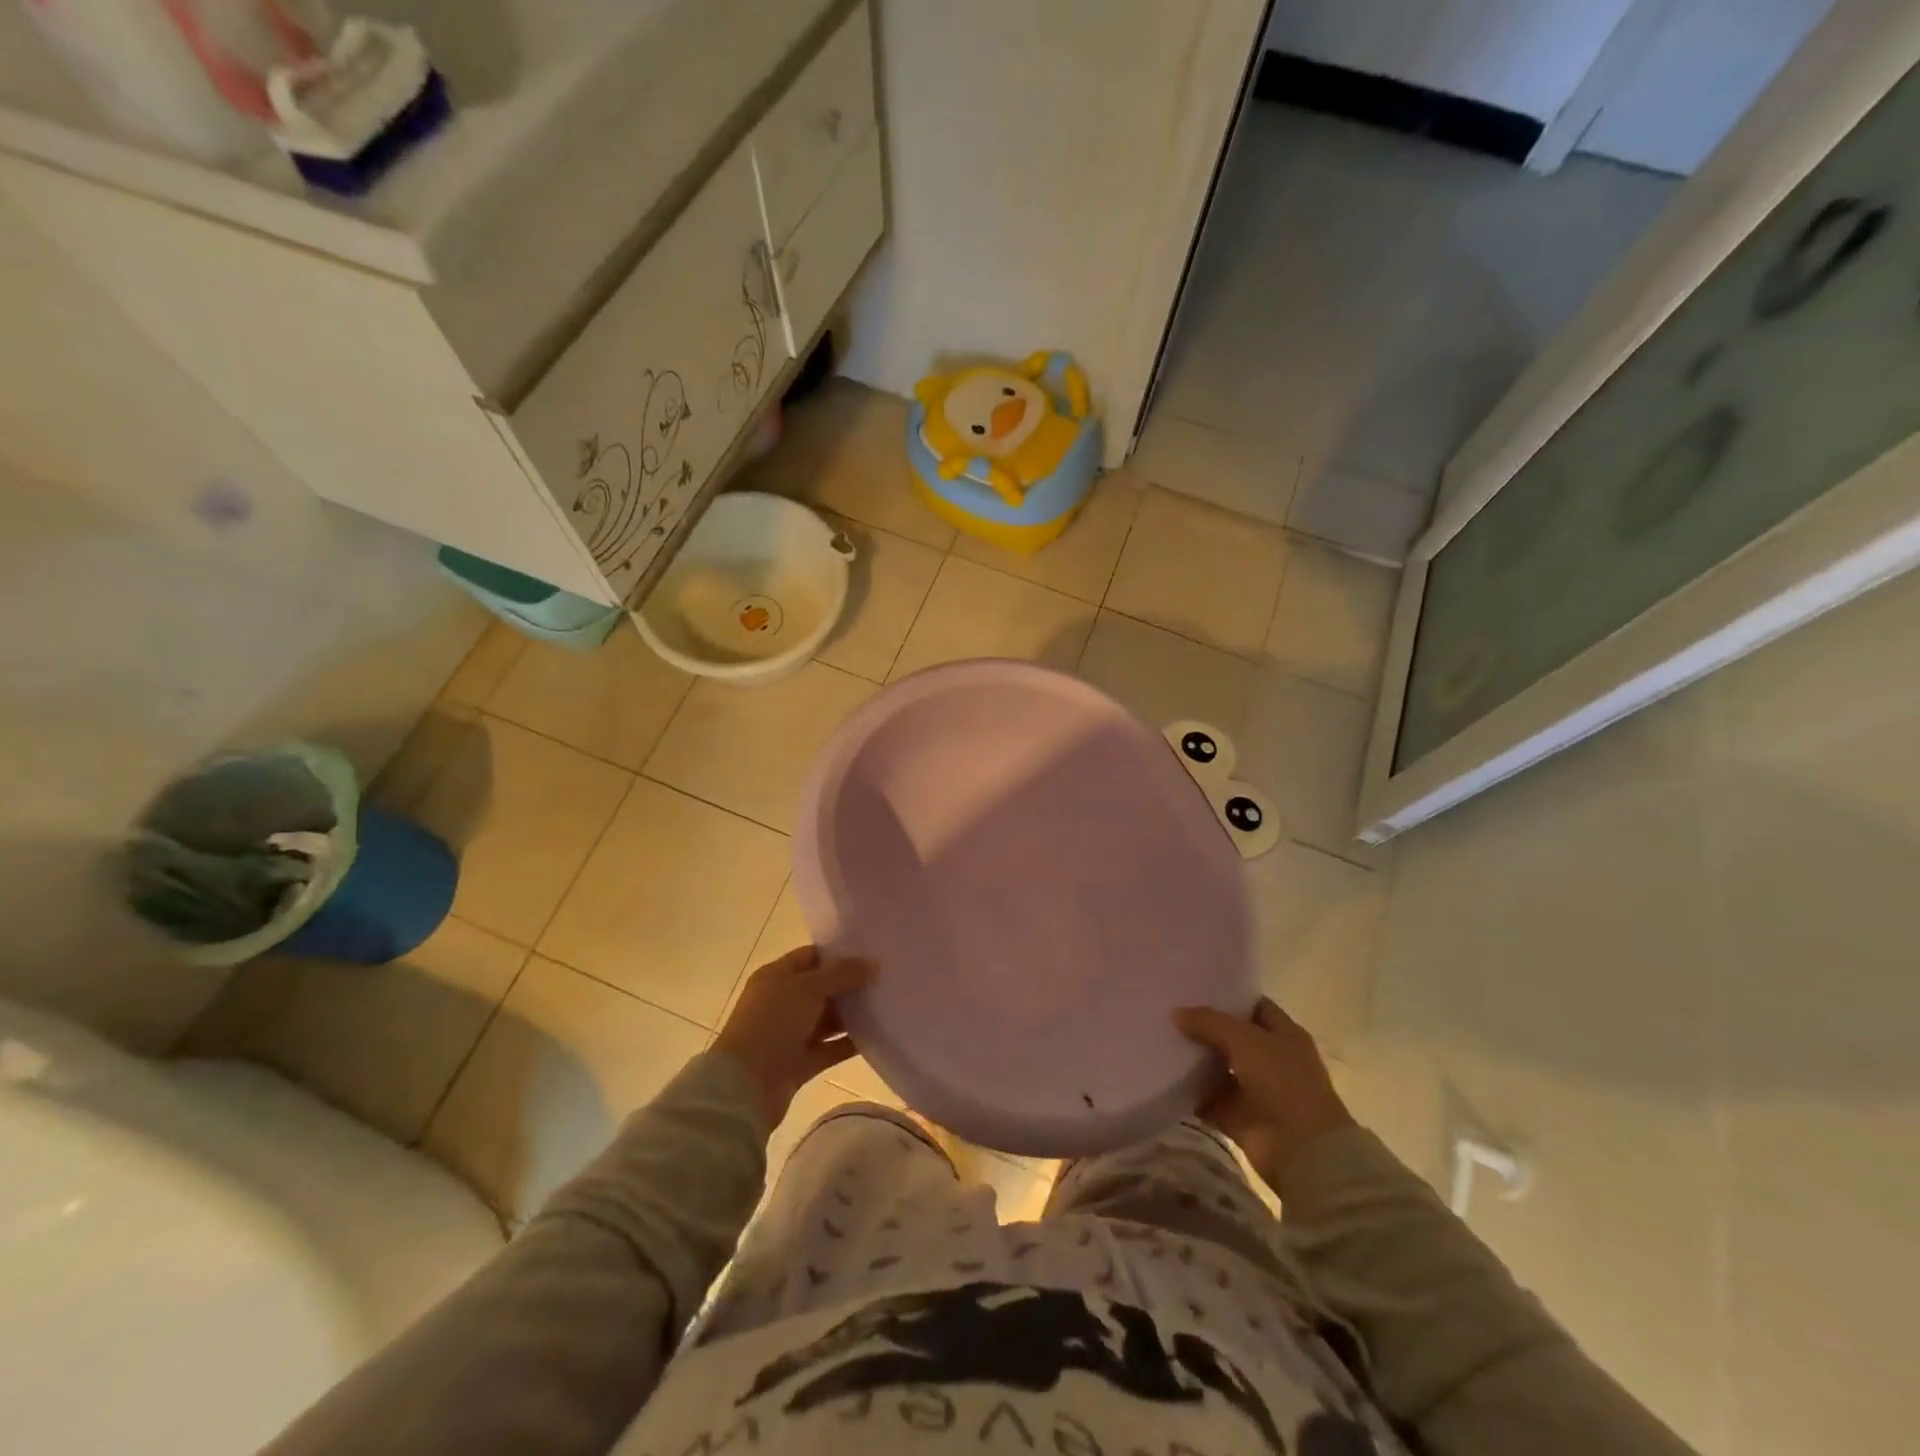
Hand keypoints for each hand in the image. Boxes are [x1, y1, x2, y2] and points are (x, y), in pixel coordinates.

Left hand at [713, 946, 873, 1128]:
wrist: (745, 1086)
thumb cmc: (772, 1023)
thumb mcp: (808, 989)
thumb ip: (841, 974)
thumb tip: (872, 964)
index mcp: (776, 977)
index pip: (810, 957)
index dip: (838, 955)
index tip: (870, 954)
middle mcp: (782, 1003)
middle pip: (821, 988)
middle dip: (850, 985)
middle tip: (885, 979)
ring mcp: (790, 1034)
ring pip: (827, 1020)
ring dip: (852, 1015)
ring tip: (887, 1005)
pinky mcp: (800, 1063)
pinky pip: (830, 1049)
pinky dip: (849, 1044)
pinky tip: (878, 1036)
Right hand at [1174, 997, 1354, 1190]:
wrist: (1302, 1151)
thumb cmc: (1282, 1083)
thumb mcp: (1245, 1040)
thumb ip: (1209, 1022)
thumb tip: (1176, 1013)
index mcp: (1284, 1034)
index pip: (1253, 1006)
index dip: (1227, 996)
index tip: (1193, 987)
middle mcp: (1270, 1059)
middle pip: (1231, 1037)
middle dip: (1203, 1027)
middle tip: (1168, 1012)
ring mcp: (1254, 1090)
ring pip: (1217, 1068)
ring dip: (1193, 1060)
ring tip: (1158, 1040)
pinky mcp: (1238, 1117)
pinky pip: (1208, 1099)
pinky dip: (1189, 1093)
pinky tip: (1162, 1077)